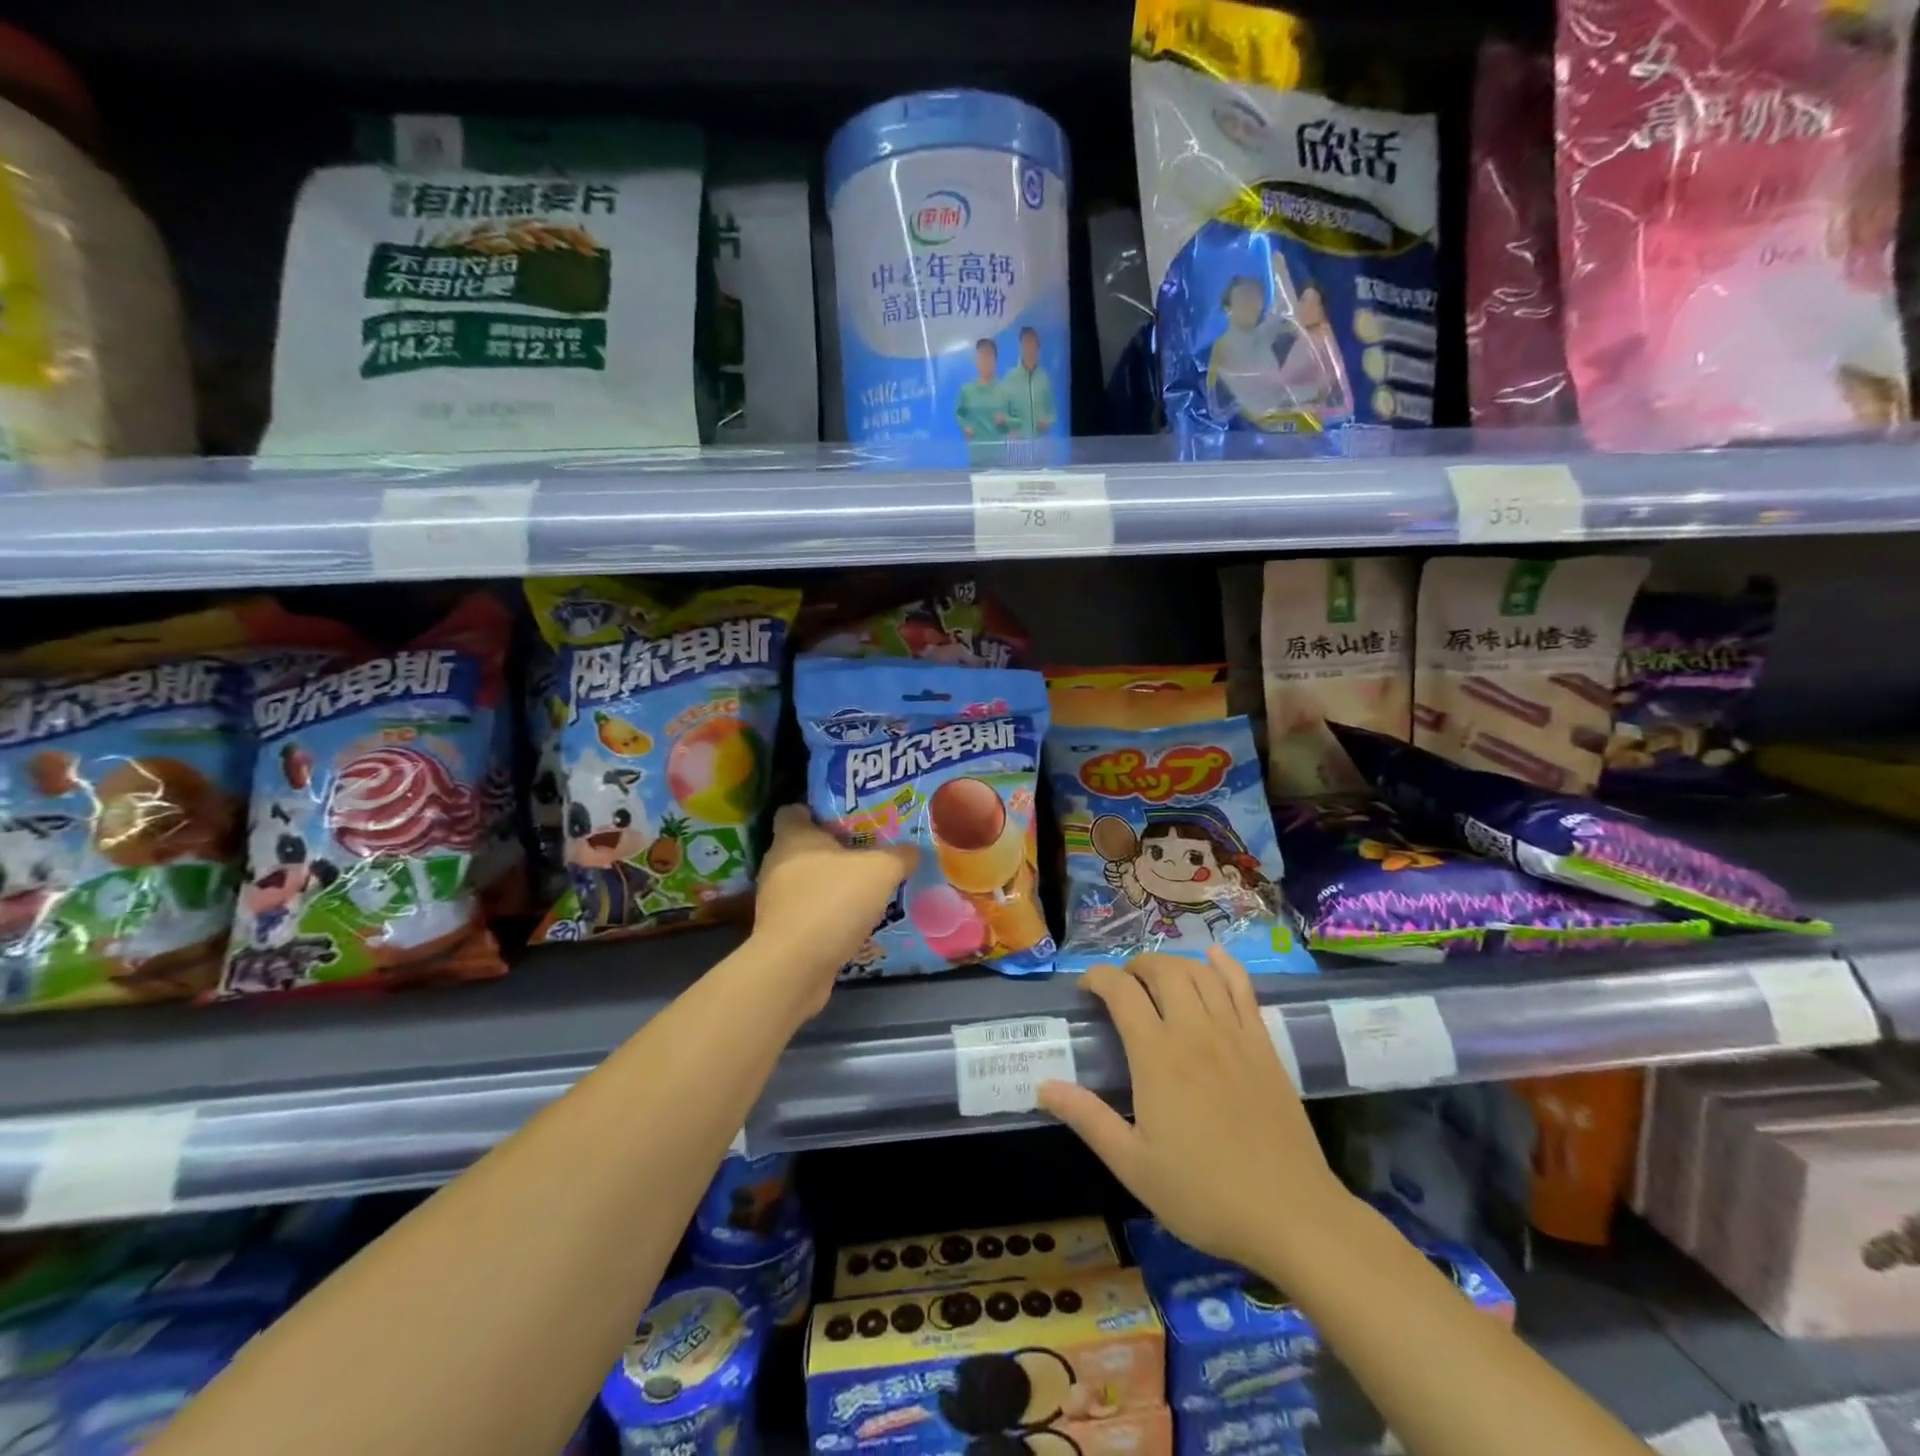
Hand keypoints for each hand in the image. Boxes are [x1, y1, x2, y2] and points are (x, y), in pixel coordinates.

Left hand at [751, 805, 916, 1014]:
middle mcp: (777, 863)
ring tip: (867, 888)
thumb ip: (900, 856)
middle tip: (870, 852)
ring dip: (833, 885)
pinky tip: (855, 921)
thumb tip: (912, 851)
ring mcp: (776, 899)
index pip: (794, 810)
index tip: (848, 818)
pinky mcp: (781, 931)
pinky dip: (828, 914)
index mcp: (793, 836)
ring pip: (807, 881)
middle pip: (804, 847)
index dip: (818, 810)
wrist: (795, 967)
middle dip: (835, 849)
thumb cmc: (833, 901)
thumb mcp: (881, 870)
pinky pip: (809, 912)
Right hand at [1038, 948, 1354, 1279]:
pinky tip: (1215, 958)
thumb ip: (1088, 1119)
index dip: (1098, 978)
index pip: (1121, 991)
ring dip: (1174, 963)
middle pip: (1163, 970)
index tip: (1086, 988)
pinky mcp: (1264, 1045)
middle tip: (1122, 984)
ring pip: (1200, 972)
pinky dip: (1226, 966)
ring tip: (1159, 976)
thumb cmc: (1205, 1194)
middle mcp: (1194, 1031)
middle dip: (1135, 965)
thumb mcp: (1134, 1166)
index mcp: (1157, 1056)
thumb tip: (1043, 1086)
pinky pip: (1244, 989)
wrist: (1291, 1215)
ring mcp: (1234, 1034)